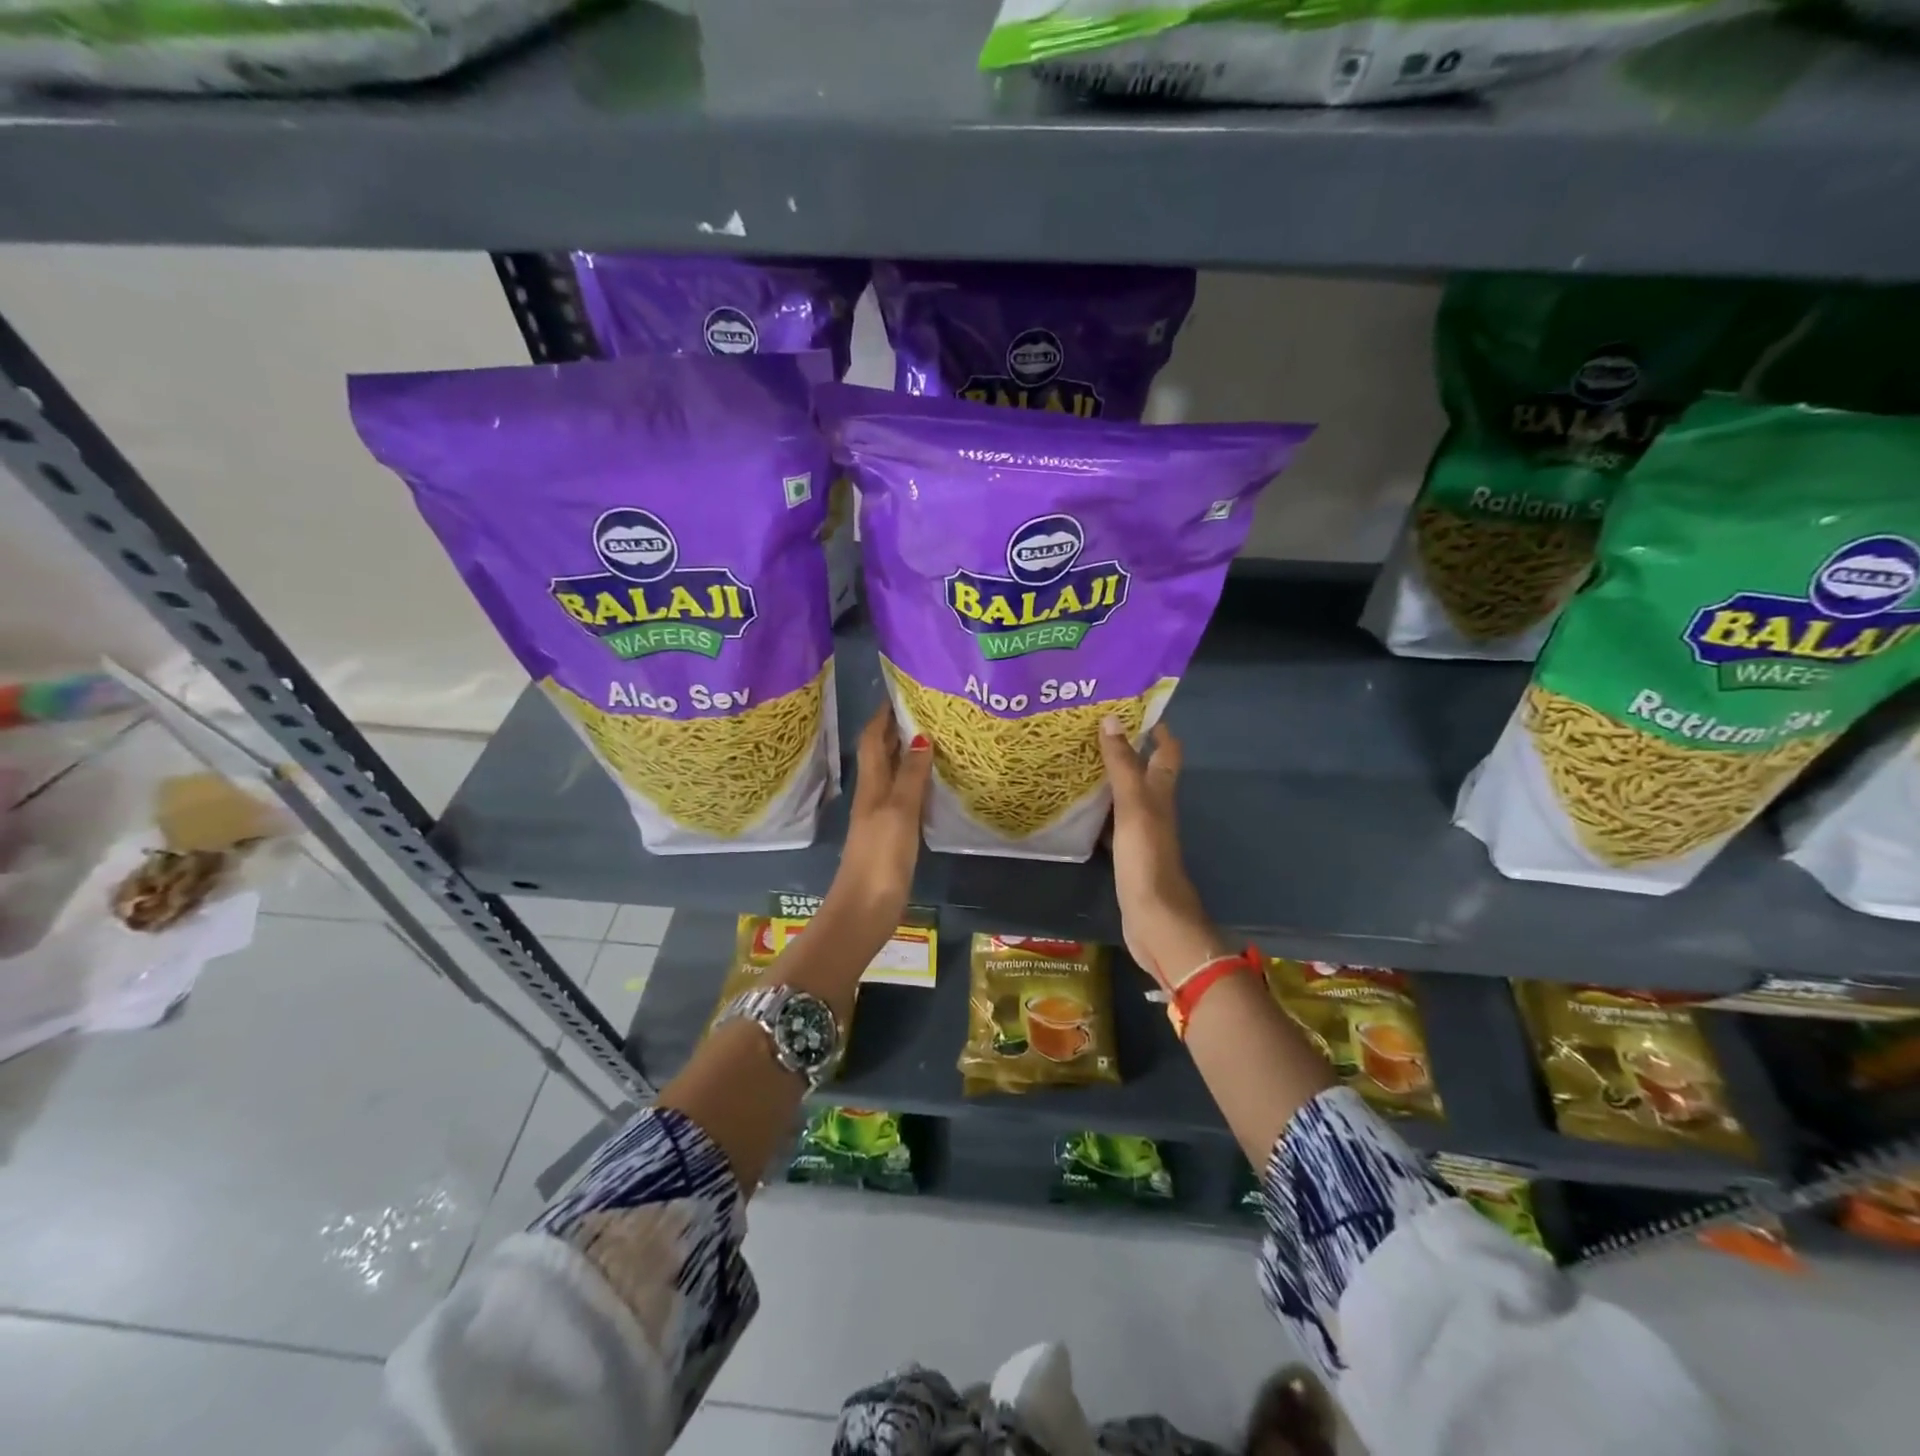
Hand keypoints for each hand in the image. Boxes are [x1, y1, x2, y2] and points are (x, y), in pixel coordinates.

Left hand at [823, 704, 932, 942]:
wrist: (864, 909)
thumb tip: (922, 735)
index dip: (883, 715)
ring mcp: (881, 816)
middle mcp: (873, 795)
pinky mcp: (891, 836)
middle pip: (883, 754)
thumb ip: (911, 776)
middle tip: (930, 711)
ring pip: (894, 775)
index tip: (903, 691)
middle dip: (899, 729)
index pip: (873, 739)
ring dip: (910, 755)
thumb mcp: (899, 811)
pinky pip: (904, 797)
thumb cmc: (880, 857)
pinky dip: (917, 783)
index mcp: (871, 785)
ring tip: (939, 739)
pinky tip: (935, 785)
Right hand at [1099, 717, 1229, 989]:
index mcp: (1161, 793)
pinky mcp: (1126, 854)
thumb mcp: (1134, 806)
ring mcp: (1140, 832)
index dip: (1157, 728)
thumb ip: (1123, 765)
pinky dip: (1096, 810)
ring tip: (1075, 759)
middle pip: (1144, 771)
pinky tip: (1074, 808)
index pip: (1166, 751)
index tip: (1132, 705)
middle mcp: (1154, 808)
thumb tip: (1112, 719)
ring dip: (1107, 778)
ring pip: (1124, 796)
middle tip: (1090, 728)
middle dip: (1125, 748)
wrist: (1154, 919)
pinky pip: (1110, 822)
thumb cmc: (1147, 858)